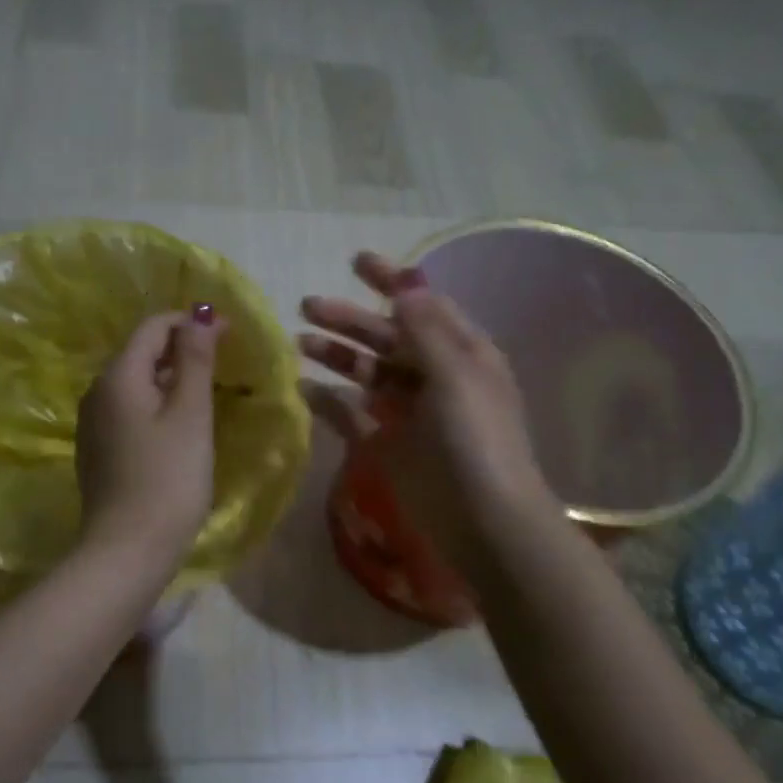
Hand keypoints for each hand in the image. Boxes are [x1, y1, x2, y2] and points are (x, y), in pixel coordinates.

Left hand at [76, 309, 221, 572]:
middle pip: (141, 352)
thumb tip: (199, 314)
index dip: (191, 322)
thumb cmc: (168, 479)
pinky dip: (156, 405)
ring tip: (208, 392)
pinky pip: (129, 411)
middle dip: (182, 349)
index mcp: (117, 376)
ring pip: (135, 383)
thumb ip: (195, 360)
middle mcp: (96, 392)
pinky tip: (179, 426)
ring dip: (171, 378)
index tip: (230, 334)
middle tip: (225, 363)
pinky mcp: (97, 451)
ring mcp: (93, 424)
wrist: (127, 551)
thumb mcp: (190, 414)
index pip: (153, 326)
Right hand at [300, 253, 553, 570]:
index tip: (355, 262)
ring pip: (368, 372)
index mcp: (461, 353)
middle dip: (350, 319)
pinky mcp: (388, 445)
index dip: (391, 281)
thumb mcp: (456, 375)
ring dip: (338, 355)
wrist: (482, 521)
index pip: (423, 305)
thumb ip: (426, 330)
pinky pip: (354, 414)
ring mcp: (410, 412)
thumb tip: (405, 286)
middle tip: (307, 306)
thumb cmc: (474, 440)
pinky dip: (331, 401)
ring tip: (299, 343)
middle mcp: (435, 376)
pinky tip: (303, 389)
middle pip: (387, 336)